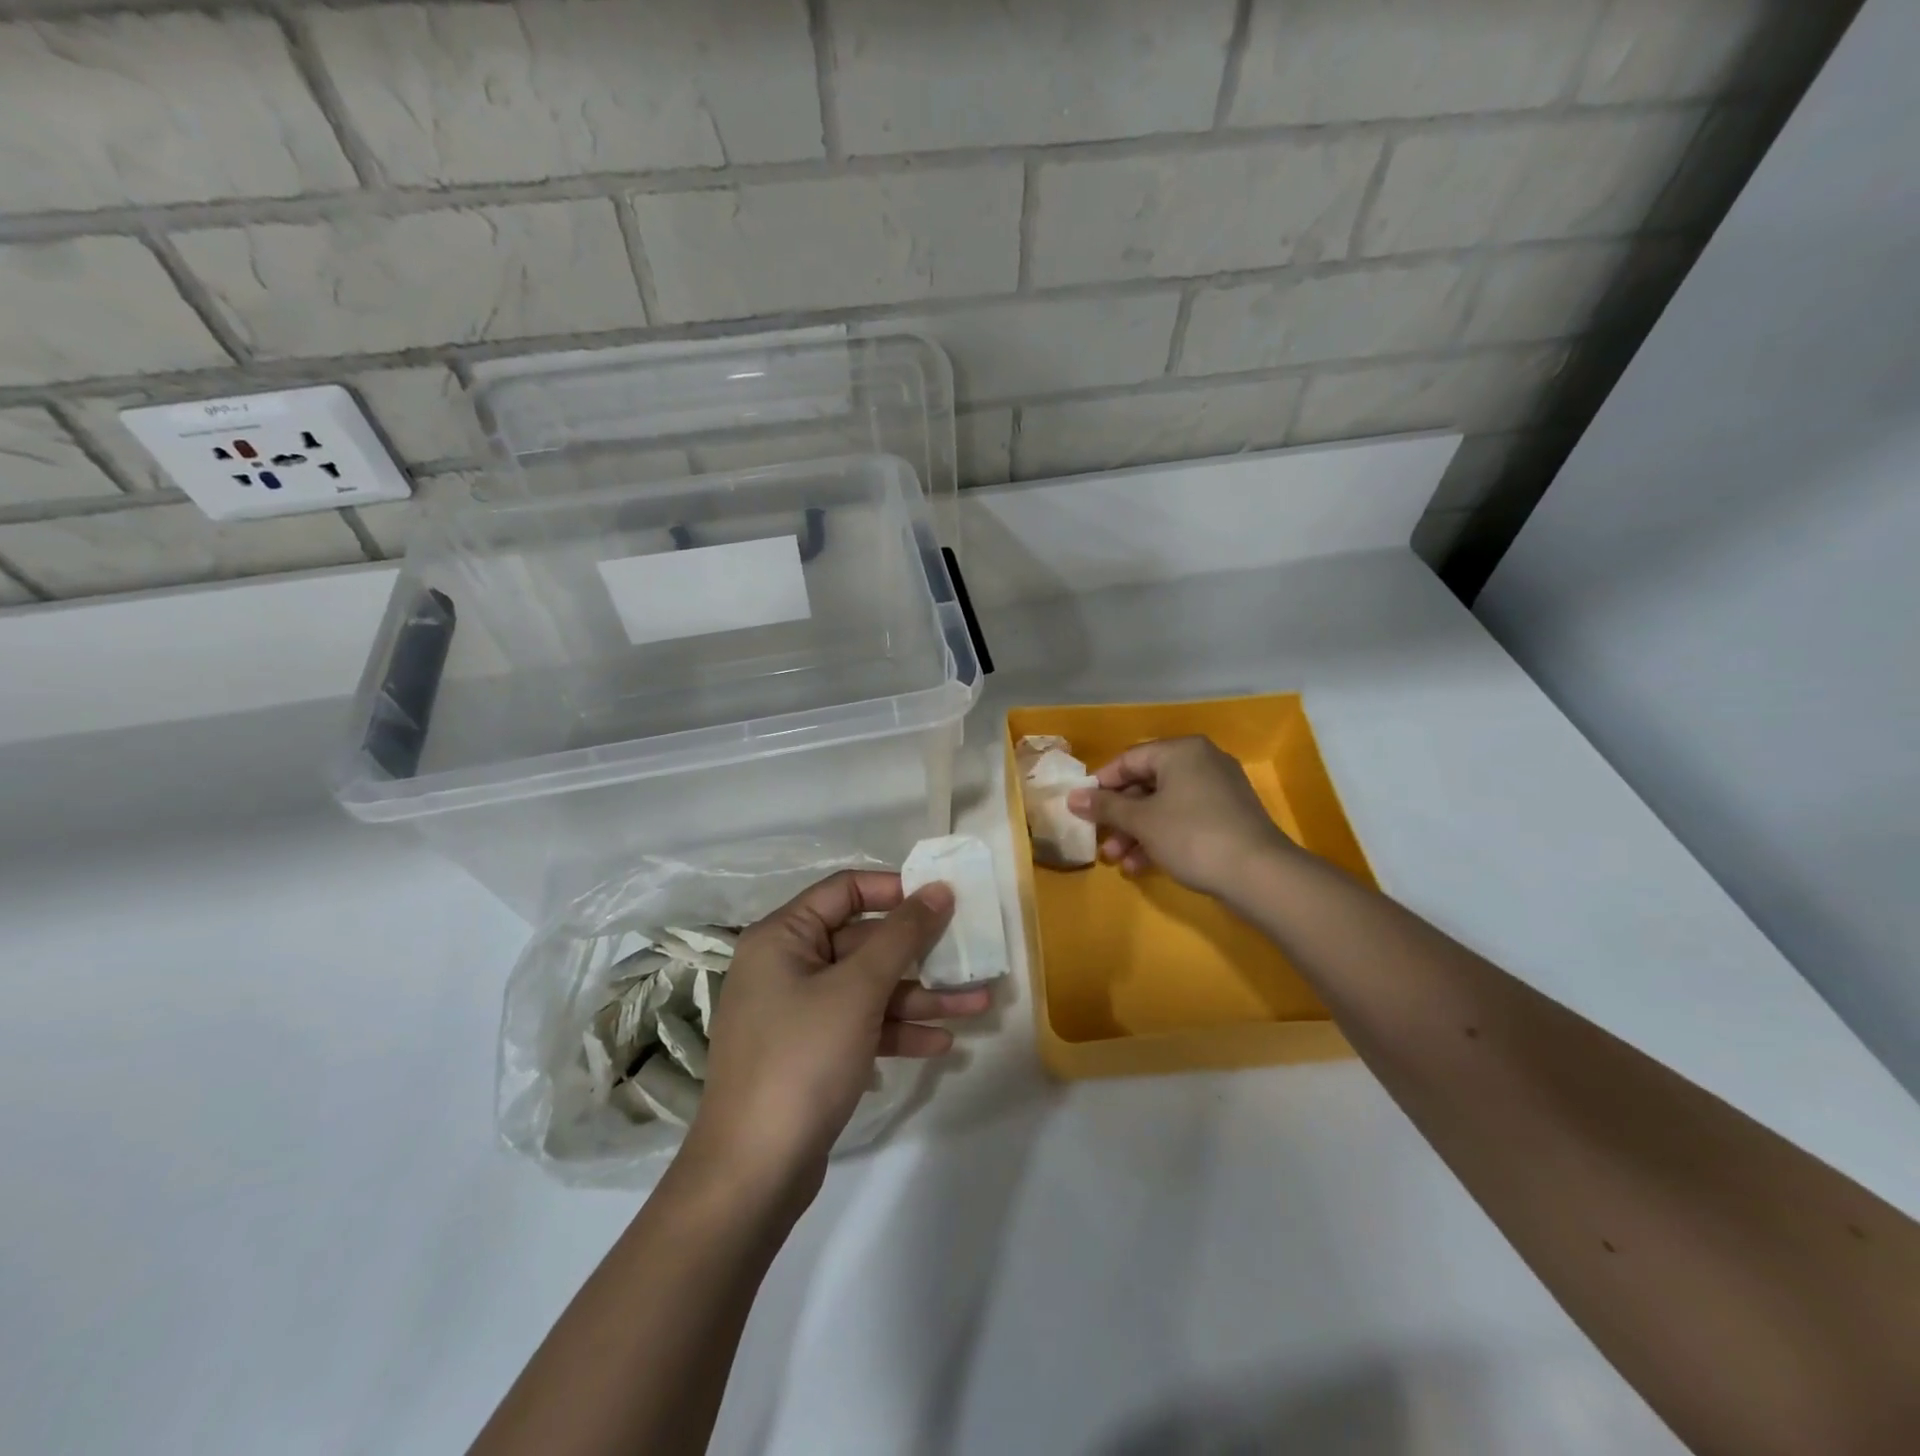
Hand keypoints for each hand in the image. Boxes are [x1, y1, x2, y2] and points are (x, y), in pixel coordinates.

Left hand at [687, 870, 987, 1199]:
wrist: (753, 1174)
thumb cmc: (803, 1059)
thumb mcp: (858, 990)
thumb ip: (902, 935)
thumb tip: (938, 888)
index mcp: (782, 936)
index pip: (845, 890)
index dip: (895, 890)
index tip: (942, 900)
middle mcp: (786, 965)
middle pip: (863, 941)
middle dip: (920, 954)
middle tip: (970, 956)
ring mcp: (797, 1012)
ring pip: (868, 988)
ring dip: (920, 996)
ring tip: (978, 1005)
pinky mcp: (811, 1052)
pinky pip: (861, 1025)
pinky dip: (897, 1030)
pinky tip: (941, 1043)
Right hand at [1067, 736, 1293, 898]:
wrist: (1259, 874)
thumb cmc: (1192, 835)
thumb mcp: (1141, 821)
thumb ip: (1105, 806)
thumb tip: (1072, 797)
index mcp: (1181, 751)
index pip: (1129, 759)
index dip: (1101, 784)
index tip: (1081, 808)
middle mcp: (1201, 762)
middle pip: (1146, 784)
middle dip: (1119, 817)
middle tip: (1100, 841)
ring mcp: (1218, 789)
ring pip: (1164, 805)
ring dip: (1136, 833)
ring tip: (1118, 862)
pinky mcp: (1228, 816)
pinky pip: (1184, 819)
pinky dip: (1161, 837)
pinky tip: (1142, 866)